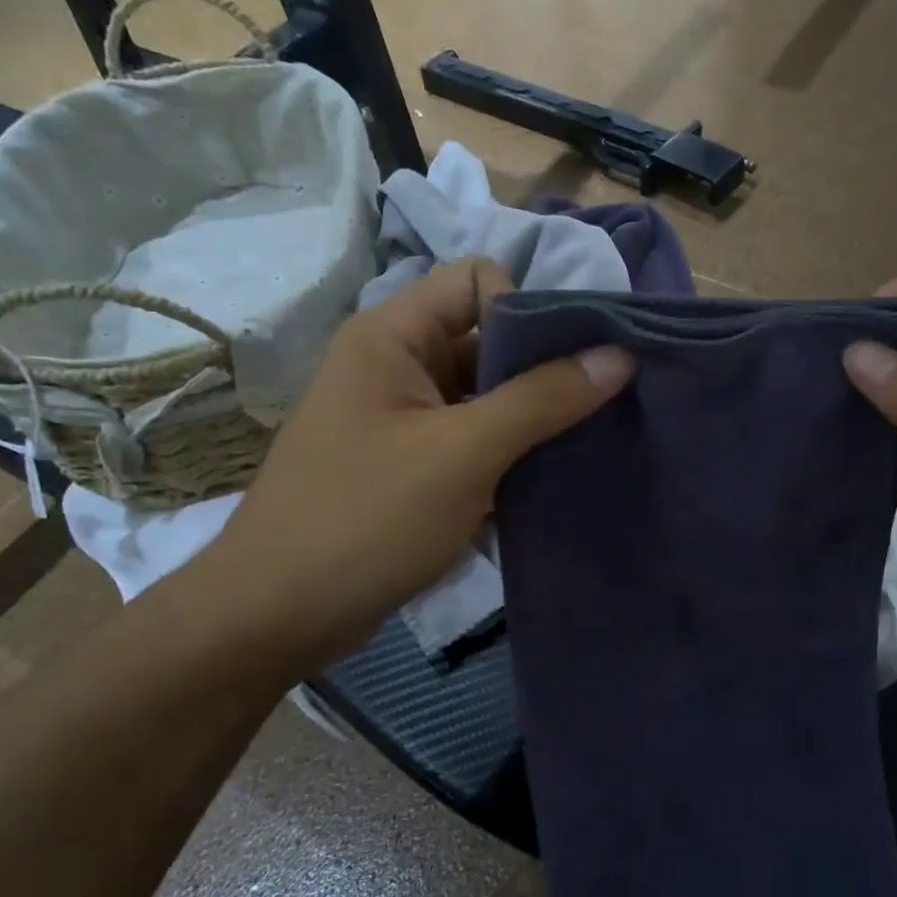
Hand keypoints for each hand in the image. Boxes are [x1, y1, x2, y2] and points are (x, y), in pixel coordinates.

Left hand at [197, 258, 632, 669]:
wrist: (276, 616)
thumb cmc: (366, 520)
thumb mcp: (463, 454)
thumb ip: (543, 399)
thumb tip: (620, 355)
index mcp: (393, 336)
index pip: (477, 281)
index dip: (528, 310)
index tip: (570, 366)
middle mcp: (396, 365)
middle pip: (487, 340)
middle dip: (543, 372)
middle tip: (599, 410)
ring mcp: (402, 419)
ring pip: (485, 397)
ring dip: (532, 420)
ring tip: (582, 449)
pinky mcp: (410, 465)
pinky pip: (472, 440)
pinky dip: (508, 456)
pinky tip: (546, 483)